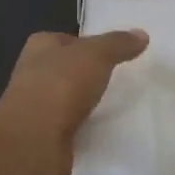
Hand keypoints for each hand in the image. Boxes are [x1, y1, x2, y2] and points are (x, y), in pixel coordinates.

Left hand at [0, 29, 147, 174]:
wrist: (34, 141)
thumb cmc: (61, 84)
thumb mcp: (96, 55)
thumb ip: (118, 43)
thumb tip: (142, 34)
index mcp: (40, 46)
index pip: (66, 39)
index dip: (87, 44)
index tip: (111, 55)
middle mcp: (32, 72)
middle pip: (65, 69)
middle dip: (85, 75)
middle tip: (116, 80)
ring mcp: (34, 107)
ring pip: (65, 99)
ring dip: (83, 103)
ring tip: (112, 106)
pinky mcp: (41, 137)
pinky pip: (66, 127)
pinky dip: (80, 128)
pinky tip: (99, 131)